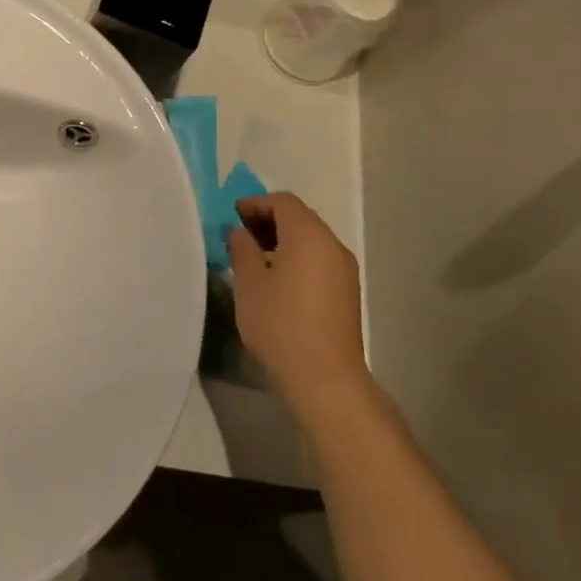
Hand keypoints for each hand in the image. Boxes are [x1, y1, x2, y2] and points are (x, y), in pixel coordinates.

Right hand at [227, 193, 372, 415]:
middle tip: (241, 233)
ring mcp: (345, 270)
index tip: (233, 215)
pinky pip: (320, 260)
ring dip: (284, 239)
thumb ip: (242, 250)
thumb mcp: (249, 284)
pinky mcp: (347, 292)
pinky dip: (298, 257)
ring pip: (312, 240)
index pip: (284, 202)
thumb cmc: (280, 324)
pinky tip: (278, 279)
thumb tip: (240, 233)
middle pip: (301, 218)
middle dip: (270, 219)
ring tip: (256, 257)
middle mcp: (332, 246)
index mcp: (309, 236)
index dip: (256, 203)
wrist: (325, 378)